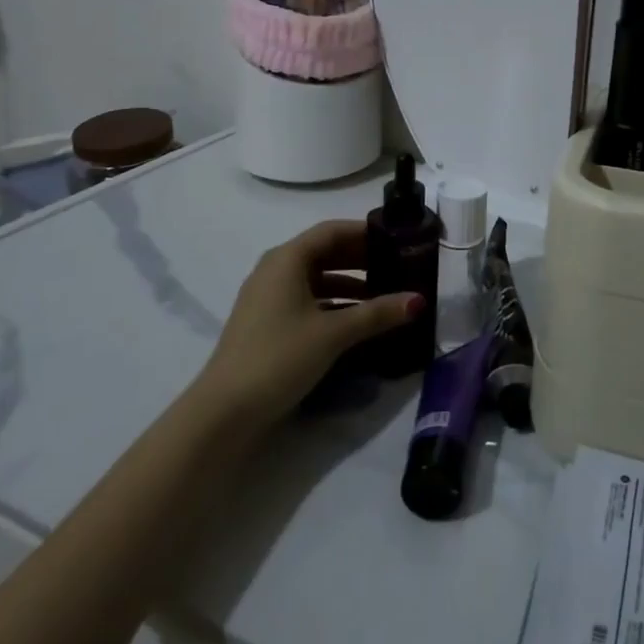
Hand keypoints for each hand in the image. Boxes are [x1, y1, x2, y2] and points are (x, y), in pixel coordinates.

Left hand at [197, 220, 422, 432]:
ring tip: (383, 298)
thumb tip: (419, 300)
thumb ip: (377, 313)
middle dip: (361, 259)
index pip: (332, 231)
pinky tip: (356, 322)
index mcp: (287, 258)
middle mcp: (275, 269)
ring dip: (349, 284)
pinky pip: (306, 300)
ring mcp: (267, 297)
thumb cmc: (279, 356)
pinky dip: (332, 304)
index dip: (365, 232)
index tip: (397, 239)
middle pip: (324, 252)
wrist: (224, 413)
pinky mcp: (266, 323)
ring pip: (316, 278)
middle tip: (396, 267)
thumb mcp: (334, 333)